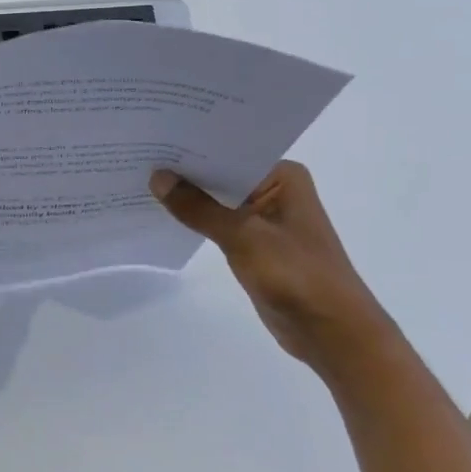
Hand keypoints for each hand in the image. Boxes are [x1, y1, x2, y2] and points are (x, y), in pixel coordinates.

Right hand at [150, 161, 395, 377]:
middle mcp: (274, 190)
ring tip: (141, 181)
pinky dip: (195, 220)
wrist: (332, 332)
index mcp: (283, 176)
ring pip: (217, 200)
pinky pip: (217, 223)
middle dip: (184, 172)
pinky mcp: (254, 244)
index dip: (190, 147)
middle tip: (138, 157)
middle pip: (220, 174)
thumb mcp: (244, 237)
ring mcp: (264, 218)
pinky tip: (163, 213)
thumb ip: (198, 208)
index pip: (228, 152)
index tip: (152, 139)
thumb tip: (157, 177)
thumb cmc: (297, 276)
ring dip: (187, 197)